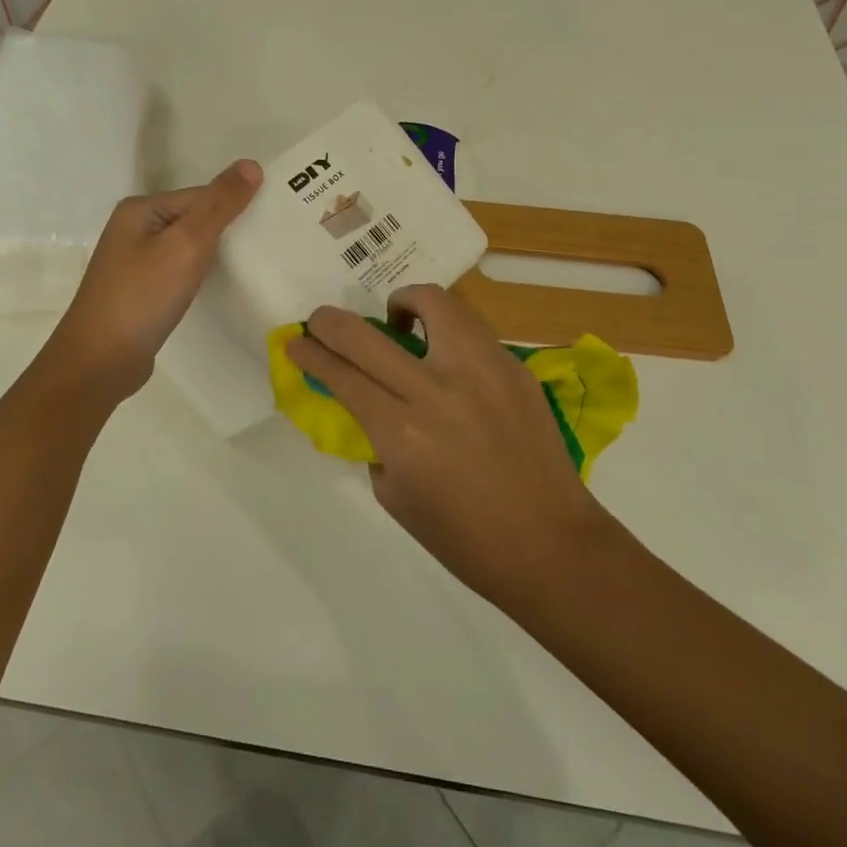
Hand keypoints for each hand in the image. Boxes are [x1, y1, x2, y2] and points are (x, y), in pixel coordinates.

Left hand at [47, 160, 261, 398]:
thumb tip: (251, 164)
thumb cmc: (143, 297)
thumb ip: (219, 205)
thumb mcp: (186, 244)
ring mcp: (135, 262)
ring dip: (215, 255)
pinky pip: (179, 272)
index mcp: (140, 210)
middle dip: (228, 230)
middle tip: (271, 243)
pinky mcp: (141, 291)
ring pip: (188, 247)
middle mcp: (134, 229)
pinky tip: (218, 287)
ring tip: (253, 265)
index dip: (235, 207)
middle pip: (195, 219)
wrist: (101, 361)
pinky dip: (200, 276)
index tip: (272, 223)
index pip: (201, 196)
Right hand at [286, 284, 609, 605]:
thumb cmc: (464, 537)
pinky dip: (445, 330)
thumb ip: (374, 440)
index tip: (296, 342)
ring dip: (402, 304)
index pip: (342, 375)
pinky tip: (444, 355)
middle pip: (366, 334)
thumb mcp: (395, 496)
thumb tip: (366, 403)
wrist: (549, 543)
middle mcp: (437, 390)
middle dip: (330, 322)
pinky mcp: (514, 367)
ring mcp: (482, 370)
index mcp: (402, 432)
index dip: (311, 354)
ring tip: (399, 322)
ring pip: (432, 303)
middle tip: (321, 322)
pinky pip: (469, 329)